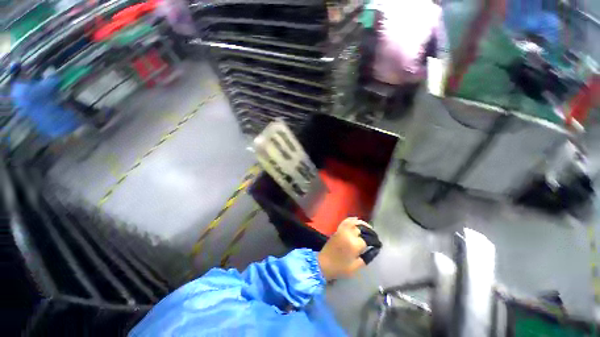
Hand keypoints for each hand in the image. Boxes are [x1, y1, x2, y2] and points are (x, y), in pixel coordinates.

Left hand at [318, 217, 371, 280]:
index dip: (375, 242)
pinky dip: (352, 219)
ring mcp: (343, 230)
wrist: (324, 263)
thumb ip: (367, 257)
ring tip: (369, 228)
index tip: (379, 245)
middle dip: (371, 233)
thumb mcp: (357, 266)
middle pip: (363, 230)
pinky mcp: (338, 229)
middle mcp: (349, 234)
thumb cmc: (341, 268)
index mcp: (355, 244)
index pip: (369, 240)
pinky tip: (357, 220)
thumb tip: (375, 249)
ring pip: (355, 223)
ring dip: (363, 224)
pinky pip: (346, 221)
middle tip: (375, 238)